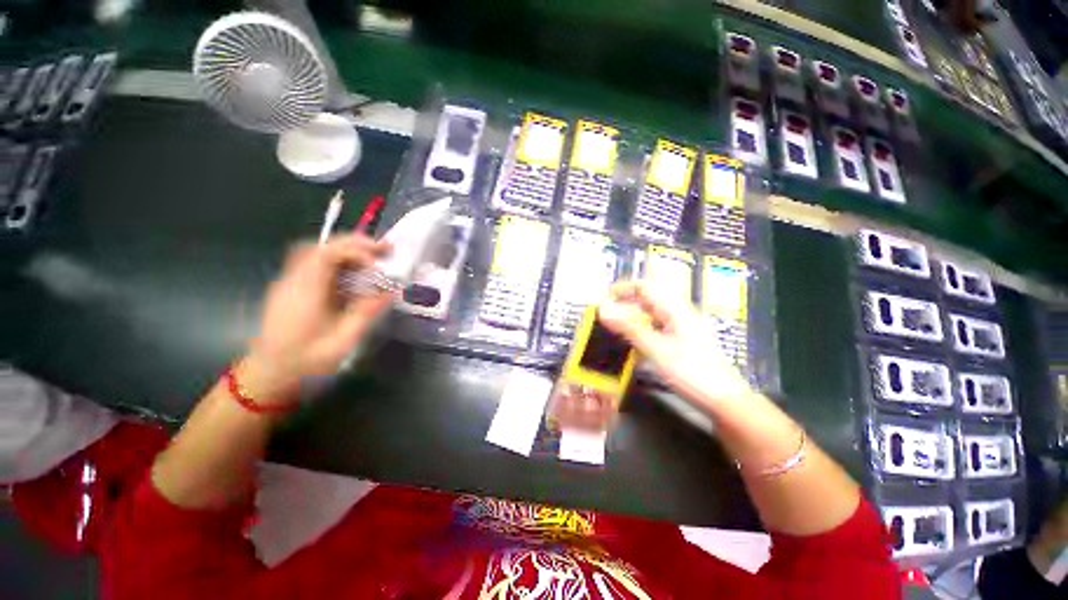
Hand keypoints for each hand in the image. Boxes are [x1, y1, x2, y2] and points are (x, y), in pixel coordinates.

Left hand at [242, 234, 394, 402]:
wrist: (268, 378)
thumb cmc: (305, 364)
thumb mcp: (342, 342)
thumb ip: (366, 313)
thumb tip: (391, 292)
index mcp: (304, 293)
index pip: (327, 254)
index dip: (357, 251)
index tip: (379, 264)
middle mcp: (294, 281)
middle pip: (322, 246)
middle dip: (356, 244)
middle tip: (385, 250)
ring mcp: (290, 283)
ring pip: (317, 252)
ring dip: (348, 251)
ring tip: (374, 258)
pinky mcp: (292, 289)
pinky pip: (316, 264)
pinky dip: (339, 262)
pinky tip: (355, 273)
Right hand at [598, 281, 752, 406]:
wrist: (722, 399)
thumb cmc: (690, 371)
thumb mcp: (655, 348)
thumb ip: (628, 327)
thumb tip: (603, 308)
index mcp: (674, 308)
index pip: (644, 286)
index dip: (622, 289)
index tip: (603, 301)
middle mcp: (677, 313)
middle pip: (645, 300)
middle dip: (623, 306)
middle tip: (604, 319)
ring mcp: (678, 328)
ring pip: (648, 316)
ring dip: (629, 320)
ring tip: (612, 332)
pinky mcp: (679, 341)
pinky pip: (653, 329)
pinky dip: (639, 333)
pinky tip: (630, 345)